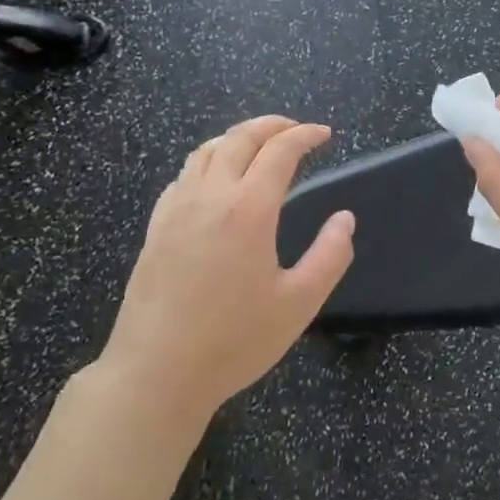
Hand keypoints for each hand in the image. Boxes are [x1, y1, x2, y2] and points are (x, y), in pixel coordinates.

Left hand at [109, 116, 354, 413]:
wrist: (156, 373)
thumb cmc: (234, 341)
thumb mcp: (299, 304)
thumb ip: (330, 256)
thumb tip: (344, 219)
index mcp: (248, 210)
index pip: (279, 151)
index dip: (305, 135)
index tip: (325, 134)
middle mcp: (210, 197)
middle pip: (240, 138)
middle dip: (272, 125)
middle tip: (297, 130)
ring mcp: (176, 210)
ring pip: (207, 151)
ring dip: (238, 137)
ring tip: (259, 145)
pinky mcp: (155, 228)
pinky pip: (183, 175)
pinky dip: (208, 161)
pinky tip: (216, 180)